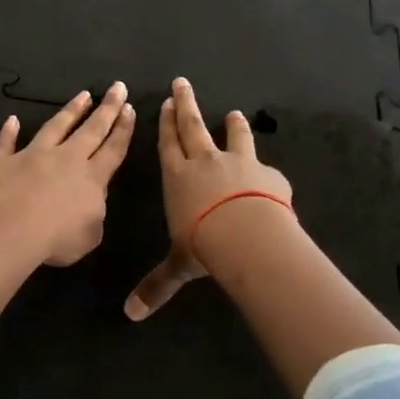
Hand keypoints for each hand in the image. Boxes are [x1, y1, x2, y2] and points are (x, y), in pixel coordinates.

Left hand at [0, 82, 135, 266]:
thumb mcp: (90, 236)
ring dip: (70, 110)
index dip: (123, 129)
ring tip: (83, 95)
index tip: (129, 108)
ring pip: (56, 126)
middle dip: (107, 108)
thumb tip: (88, 205)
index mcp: (92, 178)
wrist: (11, 228)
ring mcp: (33, 155)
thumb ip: (93, 216)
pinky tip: (11, 119)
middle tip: (118, 87)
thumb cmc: (57, 238)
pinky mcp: (4, 161)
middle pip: (91, 129)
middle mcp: (66, 159)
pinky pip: (6, 142)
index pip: (113, 149)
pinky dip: (8, 131)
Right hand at [125, 77, 292, 319]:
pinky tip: (269, 170)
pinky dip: (264, 167)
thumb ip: (157, 286)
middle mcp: (206, 162)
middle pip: (194, 126)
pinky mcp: (267, 173)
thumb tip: (130, 315)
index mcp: (178, 177)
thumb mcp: (177, 266)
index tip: (166, 103)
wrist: (247, 234)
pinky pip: (264, 166)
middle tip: (183, 83)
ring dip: (232, 125)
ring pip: (234, 137)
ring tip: (235, 113)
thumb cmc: (203, 245)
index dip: (166, 124)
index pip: (168, 144)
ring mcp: (239, 163)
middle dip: (186, 104)